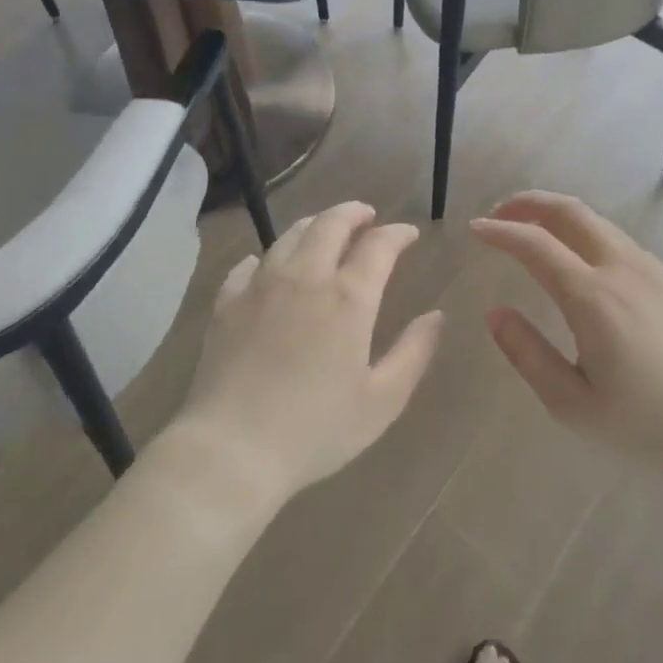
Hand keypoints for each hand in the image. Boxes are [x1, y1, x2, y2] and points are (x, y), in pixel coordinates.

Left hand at [172, 202, 443, 505]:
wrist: (232, 449)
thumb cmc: (316, 429)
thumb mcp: (382, 400)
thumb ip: (414, 352)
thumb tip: (436, 316)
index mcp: (348, 298)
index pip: (378, 246)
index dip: (397, 234)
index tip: (408, 234)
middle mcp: (305, 278)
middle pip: (330, 224)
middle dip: (353, 213)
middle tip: (366, 216)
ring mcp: (260, 286)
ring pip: (289, 236)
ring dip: (314, 225)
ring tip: (325, 230)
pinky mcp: (226, 303)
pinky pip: (247, 265)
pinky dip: (265, 257)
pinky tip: (266, 265)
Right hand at [470, 191, 662, 475]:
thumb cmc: (646, 427)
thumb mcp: (572, 404)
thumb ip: (527, 353)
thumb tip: (495, 313)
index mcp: (592, 297)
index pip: (535, 244)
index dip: (499, 232)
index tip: (474, 230)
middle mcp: (622, 270)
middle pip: (571, 212)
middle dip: (530, 203)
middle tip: (500, 213)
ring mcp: (652, 272)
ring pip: (598, 222)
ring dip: (559, 214)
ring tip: (533, 229)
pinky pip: (619, 239)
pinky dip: (586, 231)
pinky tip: (579, 256)